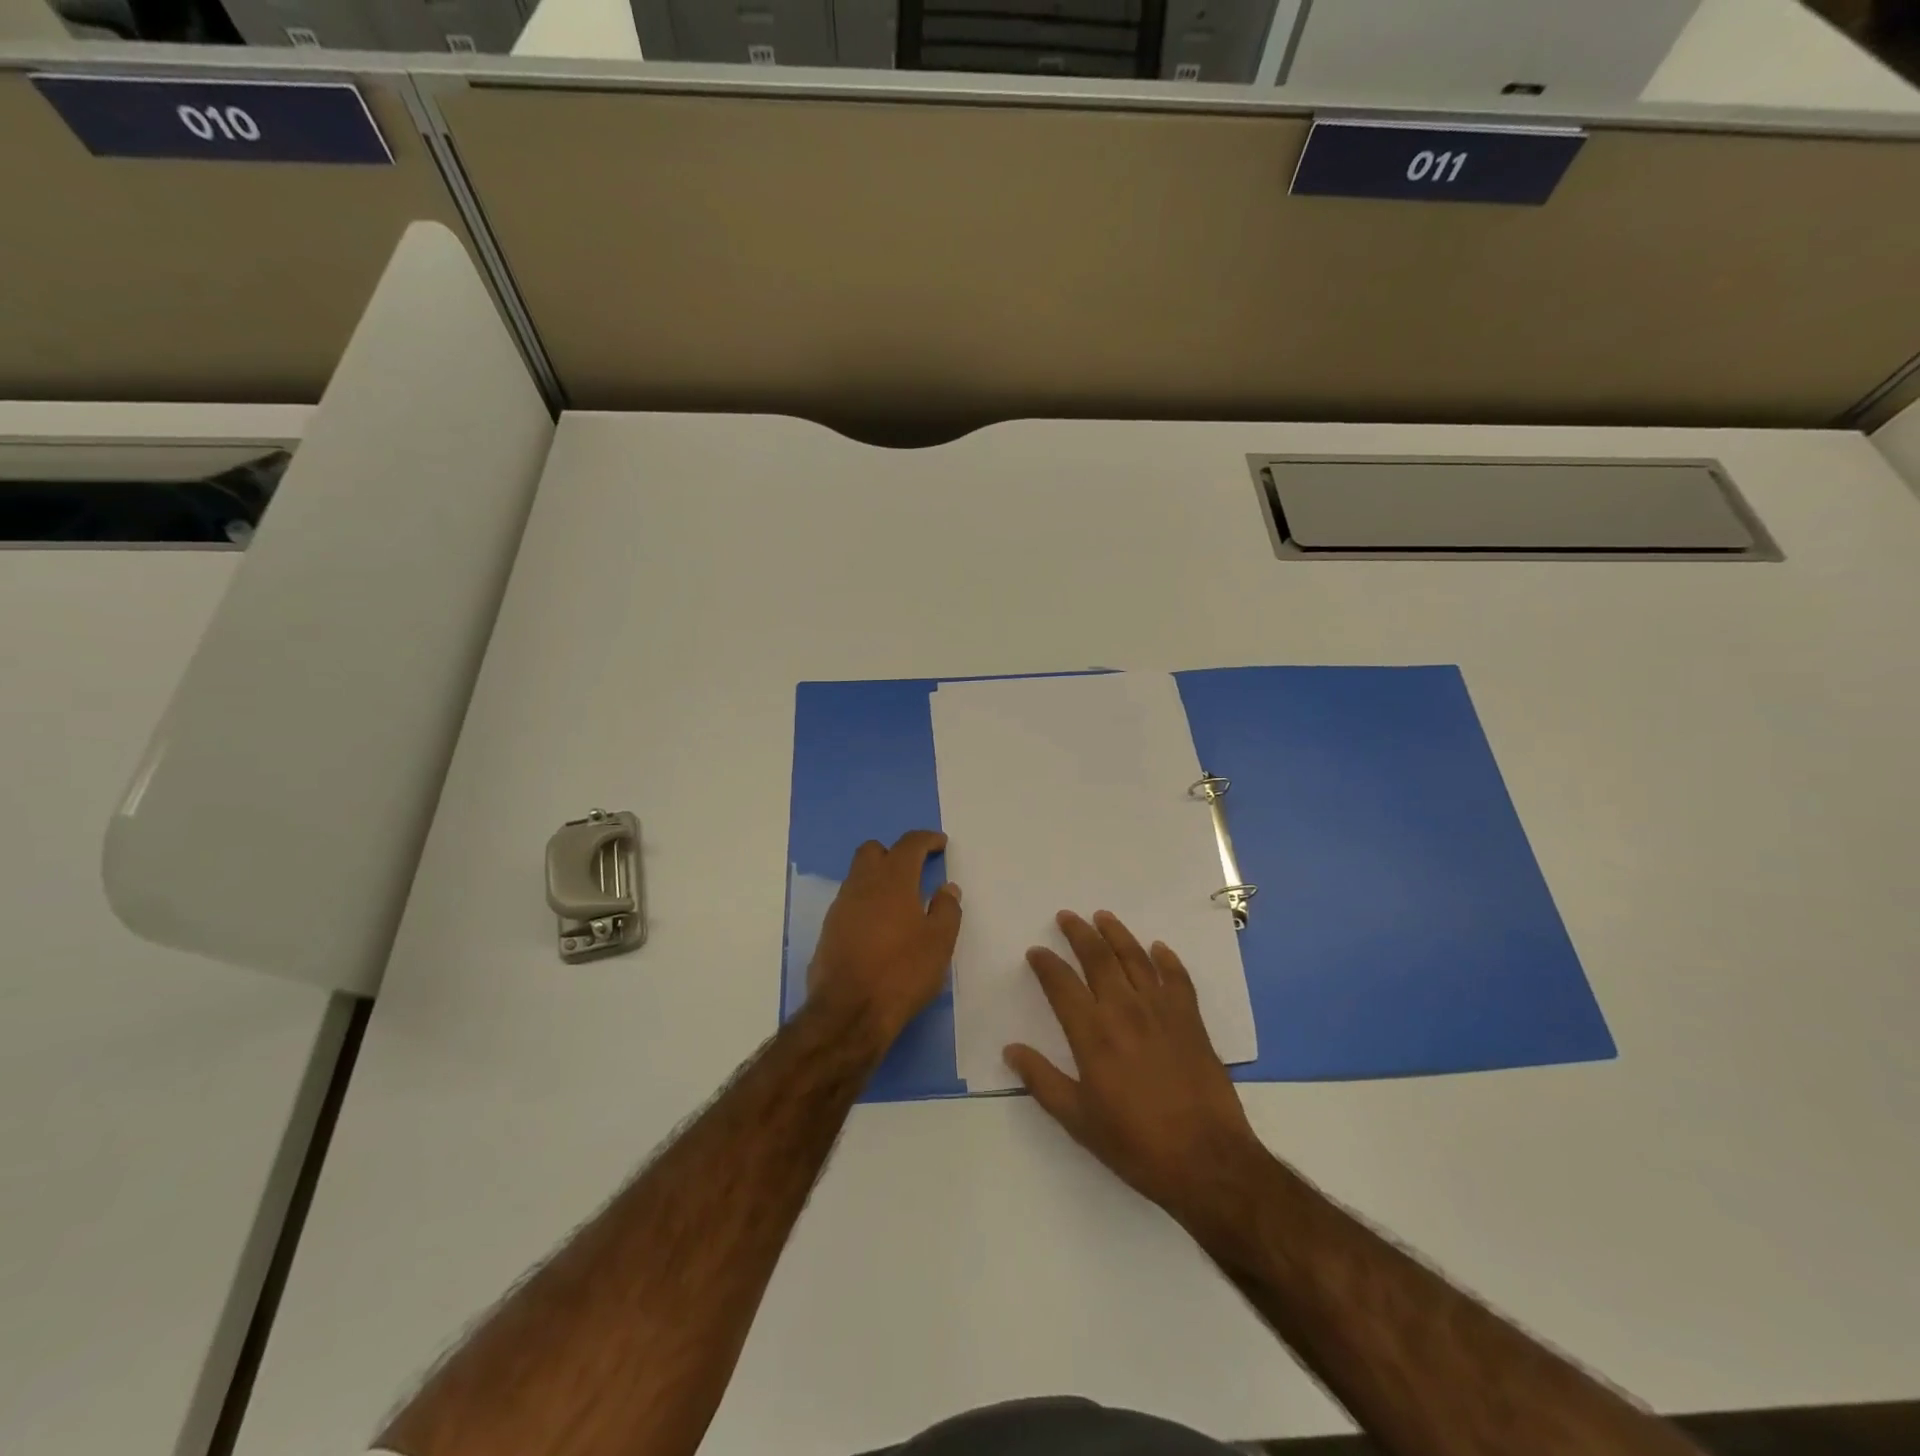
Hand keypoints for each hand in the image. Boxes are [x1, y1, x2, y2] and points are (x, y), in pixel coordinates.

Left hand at [808, 830, 961, 1041]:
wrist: (848, 1012)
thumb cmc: (902, 972)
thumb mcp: (939, 943)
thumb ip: (947, 909)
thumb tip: (947, 888)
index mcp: (893, 880)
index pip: (909, 844)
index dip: (926, 839)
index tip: (939, 844)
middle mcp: (862, 884)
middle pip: (873, 851)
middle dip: (894, 853)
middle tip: (914, 870)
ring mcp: (840, 907)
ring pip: (858, 876)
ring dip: (878, 879)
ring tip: (900, 903)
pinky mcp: (828, 930)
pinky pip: (850, 902)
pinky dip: (866, 903)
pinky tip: (880, 928)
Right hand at [1005, 910, 1262, 1219]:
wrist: (1207, 1160)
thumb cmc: (1136, 1144)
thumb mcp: (1078, 1120)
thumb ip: (1042, 1081)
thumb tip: (1011, 1050)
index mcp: (1092, 1033)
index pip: (1061, 984)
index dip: (1046, 964)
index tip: (1036, 952)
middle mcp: (1124, 1010)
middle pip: (1098, 958)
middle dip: (1079, 934)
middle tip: (1067, 917)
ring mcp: (1161, 1010)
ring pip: (1135, 958)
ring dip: (1117, 934)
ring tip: (1103, 917)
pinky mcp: (1191, 1020)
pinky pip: (1177, 977)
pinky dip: (1167, 959)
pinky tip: (1158, 949)